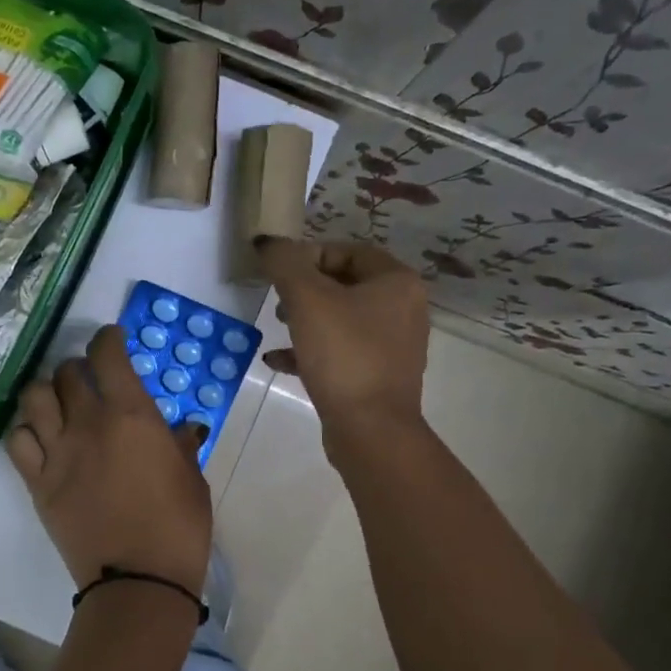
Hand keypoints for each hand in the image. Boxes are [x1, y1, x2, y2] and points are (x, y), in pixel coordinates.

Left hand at [6, 324, 212, 594]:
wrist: (138, 580)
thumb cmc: (178, 526)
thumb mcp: (192, 478)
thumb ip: (181, 445)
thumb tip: (181, 430)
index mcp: (131, 415)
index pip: (107, 355)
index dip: (107, 339)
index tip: (112, 340)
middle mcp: (87, 423)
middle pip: (67, 372)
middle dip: (78, 368)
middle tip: (89, 380)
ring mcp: (57, 452)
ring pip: (34, 397)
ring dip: (46, 391)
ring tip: (57, 403)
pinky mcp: (37, 482)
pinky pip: (17, 440)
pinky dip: (25, 429)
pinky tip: (39, 436)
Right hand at [253, 236, 429, 439]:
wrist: (370, 429)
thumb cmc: (343, 355)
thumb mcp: (307, 300)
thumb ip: (284, 263)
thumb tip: (267, 241)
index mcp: (397, 282)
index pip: (348, 250)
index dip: (308, 255)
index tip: (278, 272)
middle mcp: (403, 309)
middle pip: (345, 284)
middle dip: (305, 289)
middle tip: (277, 300)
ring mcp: (393, 346)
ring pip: (341, 319)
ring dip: (305, 319)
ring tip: (276, 325)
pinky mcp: (377, 376)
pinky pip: (340, 352)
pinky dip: (311, 350)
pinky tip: (278, 360)